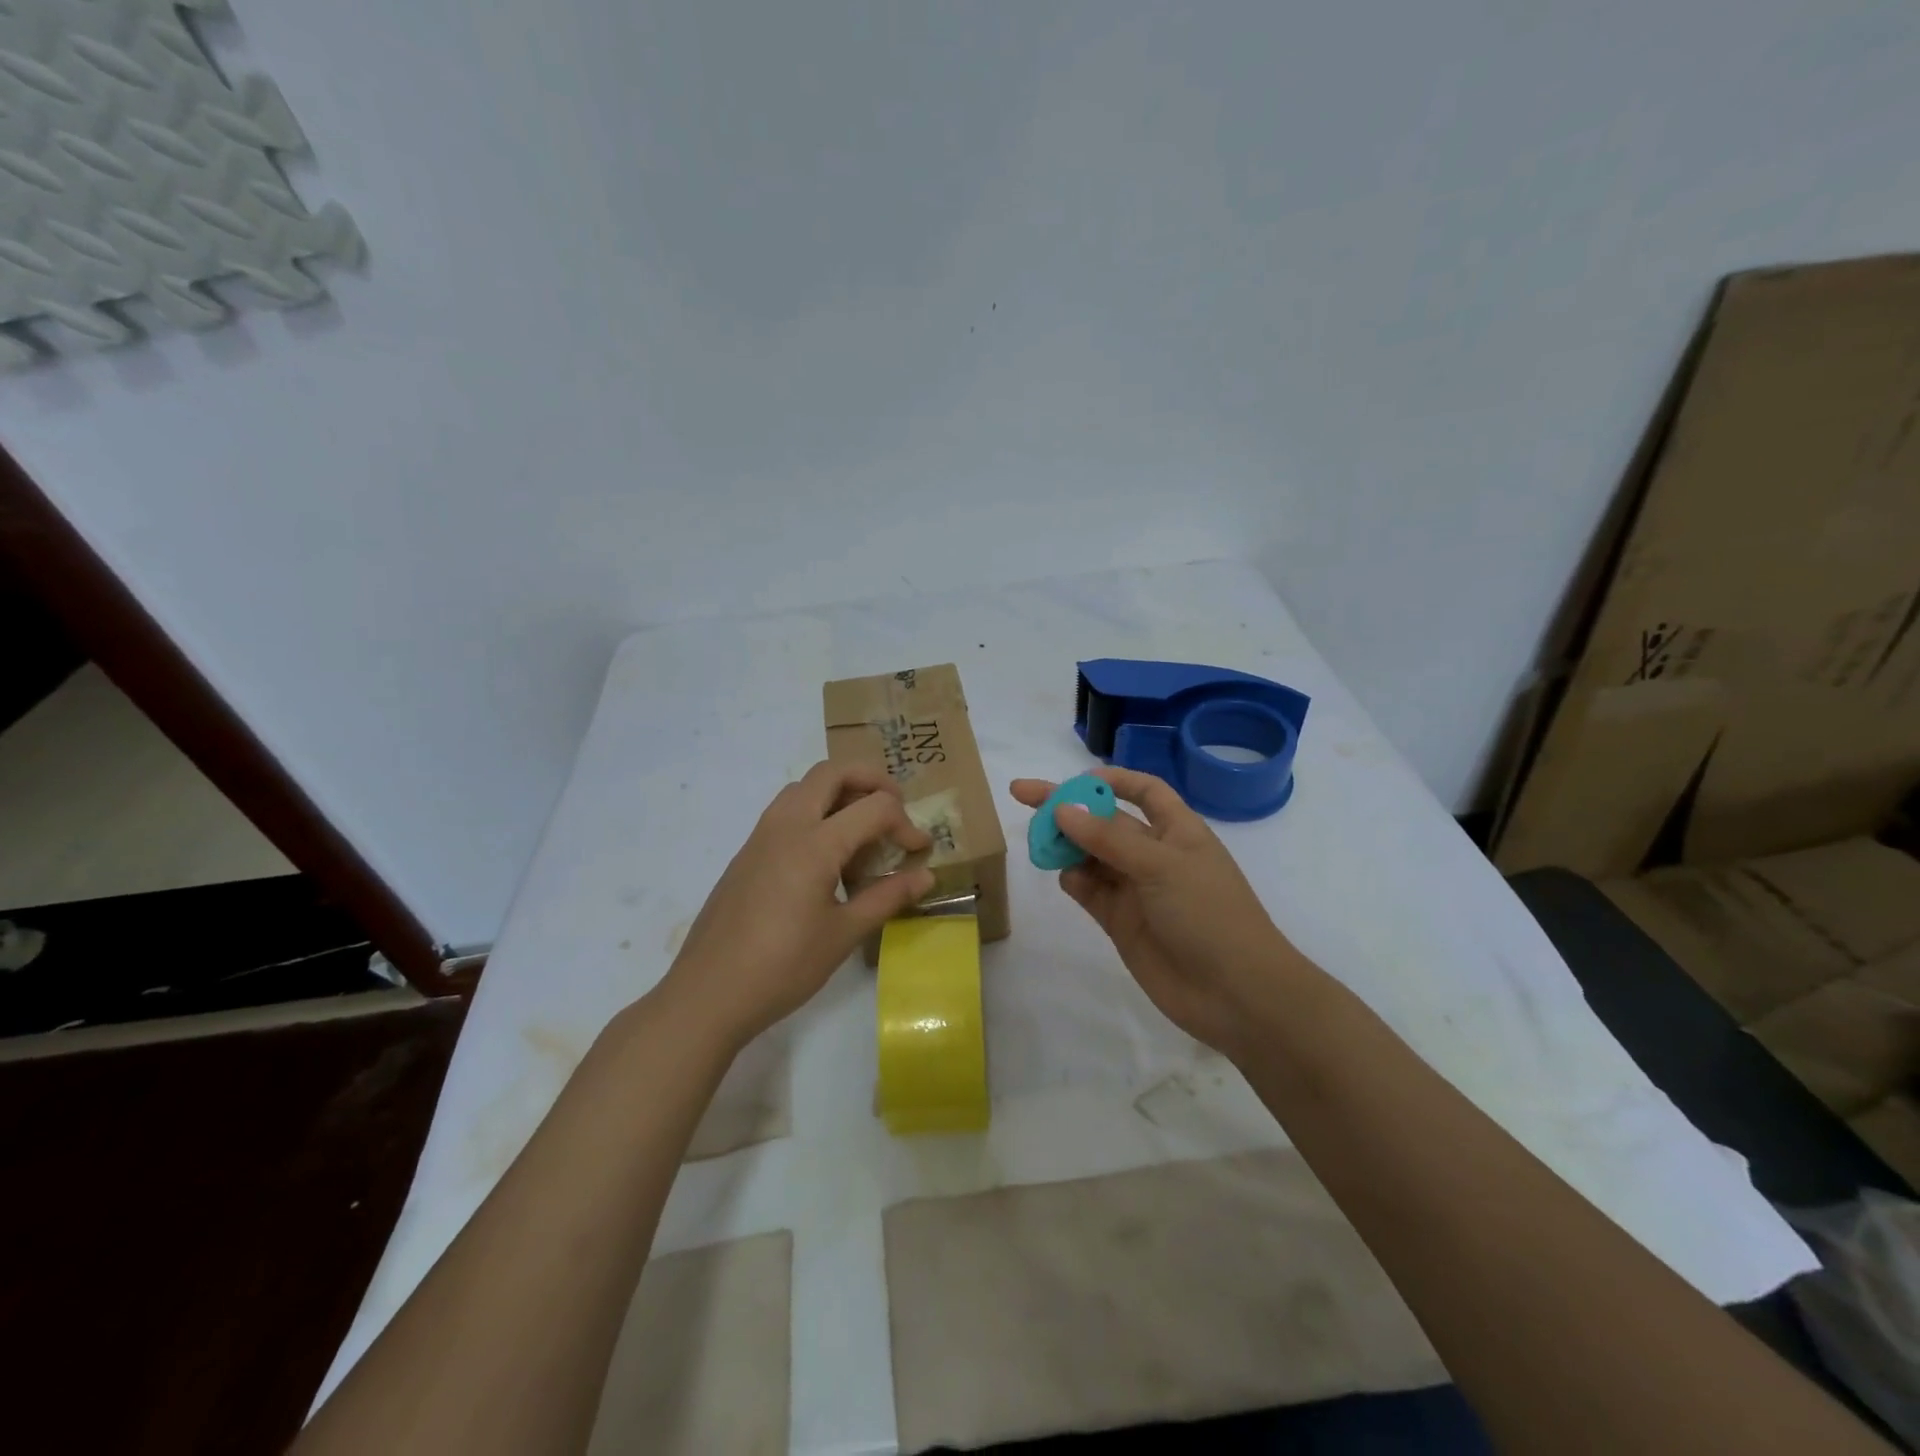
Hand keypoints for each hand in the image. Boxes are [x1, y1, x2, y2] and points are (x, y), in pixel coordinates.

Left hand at [659, 762, 934, 1049]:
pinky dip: (815, 812)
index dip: (906, 823)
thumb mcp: (843, 934)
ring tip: (862, 830)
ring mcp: (761, 836)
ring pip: (804, 787)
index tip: (920, 851)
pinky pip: (786, 810)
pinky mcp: (747, 853)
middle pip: (832, 772)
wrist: (708, 993)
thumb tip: (926, 876)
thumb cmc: (783, 967)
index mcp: (814, 843)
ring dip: (839, 792)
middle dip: (871, 780)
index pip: (874, 807)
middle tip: (895, 808)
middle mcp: (786, 825)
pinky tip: (827, 857)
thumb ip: (887, 897)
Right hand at [1010, 767, 1304, 1060]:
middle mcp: (1154, 854)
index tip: (1074, 779)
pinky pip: (1090, 890)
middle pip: (1105, 820)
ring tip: (1037, 839)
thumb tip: (1062, 808)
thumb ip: (1108, 838)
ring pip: (1091, 855)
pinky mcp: (1121, 922)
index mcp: (1177, 831)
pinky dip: (1073, 880)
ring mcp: (1136, 889)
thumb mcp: (1161, 866)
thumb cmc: (1209, 914)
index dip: (1112, 779)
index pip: (1144, 790)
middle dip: (1068, 807)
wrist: (1234, 994)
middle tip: (1022, 795)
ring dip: (1065, 843)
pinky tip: (1063, 875)